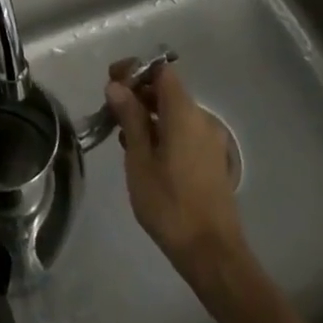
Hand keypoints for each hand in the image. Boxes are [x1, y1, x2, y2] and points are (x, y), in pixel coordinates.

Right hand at [104, 60, 244, 275]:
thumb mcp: (139, 159)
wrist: (212, 253)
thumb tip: (117, 86)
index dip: (135, 69)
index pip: (161, 70)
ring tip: (122, 134)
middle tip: (111, 110)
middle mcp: (202, 119)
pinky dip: (163, 131)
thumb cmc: (169, 204)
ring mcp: (210, 141)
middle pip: (168, 90)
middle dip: (138, 93)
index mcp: (184, 113)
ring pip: (175, 112)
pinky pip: (184, 131)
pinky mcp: (212, 160)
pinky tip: (144, 153)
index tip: (112, 82)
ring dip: (149, 114)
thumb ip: (130, 118)